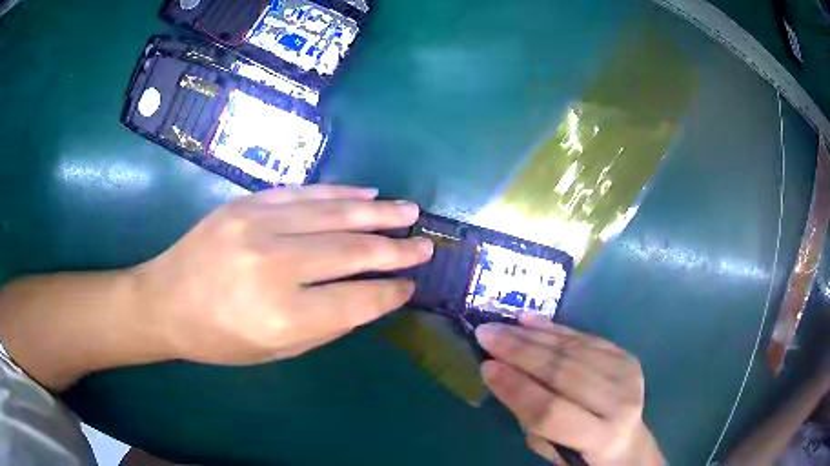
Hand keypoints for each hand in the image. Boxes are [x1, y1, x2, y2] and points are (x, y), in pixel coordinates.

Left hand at [133, 185, 433, 364]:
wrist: (164, 300)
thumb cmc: (218, 338)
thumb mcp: (275, 351)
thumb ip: (325, 325)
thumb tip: (369, 298)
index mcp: (281, 316)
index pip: (356, 300)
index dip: (389, 293)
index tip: (410, 286)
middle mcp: (274, 267)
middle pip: (351, 252)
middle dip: (395, 249)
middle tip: (424, 245)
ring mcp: (258, 227)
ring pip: (333, 214)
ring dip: (377, 213)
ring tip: (409, 211)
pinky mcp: (246, 204)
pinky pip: (303, 193)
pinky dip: (339, 193)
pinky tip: (365, 194)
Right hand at [476, 315, 663, 464]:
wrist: (627, 441)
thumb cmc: (581, 453)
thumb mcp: (551, 448)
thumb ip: (532, 416)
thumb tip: (504, 374)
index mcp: (601, 437)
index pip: (552, 411)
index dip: (517, 388)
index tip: (485, 367)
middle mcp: (620, 403)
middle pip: (564, 373)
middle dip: (520, 352)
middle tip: (486, 334)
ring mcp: (627, 375)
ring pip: (574, 350)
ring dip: (533, 336)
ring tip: (502, 325)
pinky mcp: (626, 356)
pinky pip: (585, 337)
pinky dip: (554, 328)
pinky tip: (528, 320)